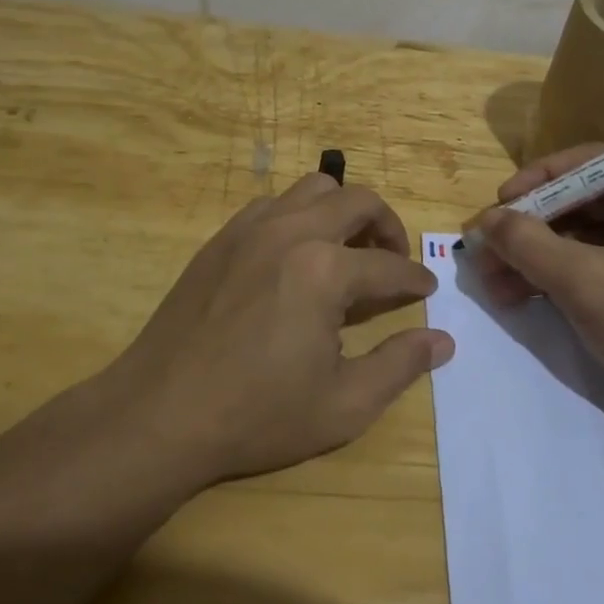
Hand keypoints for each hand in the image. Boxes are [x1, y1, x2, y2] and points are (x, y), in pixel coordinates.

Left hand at [111, 174, 452, 484]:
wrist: (160, 413)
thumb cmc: (256, 415)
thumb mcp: (342, 406)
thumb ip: (399, 366)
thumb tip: (443, 340)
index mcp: (325, 271)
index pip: (390, 264)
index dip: (416, 279)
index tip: (427, 291)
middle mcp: (291, 232)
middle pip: (357, 200)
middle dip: (388, 226)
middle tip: (393, 260)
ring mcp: (250, 228)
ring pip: (313, 188)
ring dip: (342, 211)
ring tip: (347, 251)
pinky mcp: (221, 237)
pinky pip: (273, 204)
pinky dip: (299, 216)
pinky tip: (295, 256)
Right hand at [468, 145, 603, 433]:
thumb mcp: (583, 282)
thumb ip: (527, 243)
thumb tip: (484, 220)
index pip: (591, 164)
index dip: (539, 178)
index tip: (501, 201)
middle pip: (580, 202)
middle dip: (529, 228)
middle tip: (485, 248)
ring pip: (578, 237)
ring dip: (532, 256)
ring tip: (490, 281)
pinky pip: (588, 264)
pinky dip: (552, 276)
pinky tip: (514, 295)